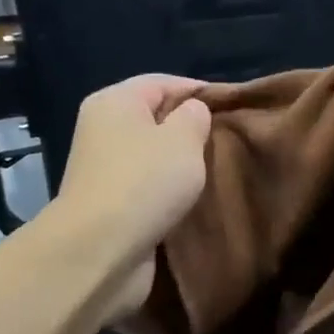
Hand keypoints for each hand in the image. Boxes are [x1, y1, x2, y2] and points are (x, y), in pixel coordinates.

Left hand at [56, 75, 212, 319]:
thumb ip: (194, 116)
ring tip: (217, 170)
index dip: (198, 90)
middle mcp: (103, 129)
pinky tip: (193, 198)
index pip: (162, 82)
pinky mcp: (110, 203)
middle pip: (155, 118)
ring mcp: (104, 169)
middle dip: (190, 129)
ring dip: (181, 164)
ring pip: (153, 155)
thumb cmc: (144, 182)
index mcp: (114, 102)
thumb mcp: (183, 138)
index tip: (233, 107)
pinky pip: (147, 186)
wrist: (99, 251)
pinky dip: (168, 190)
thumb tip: (192, 112)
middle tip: (228, 141)